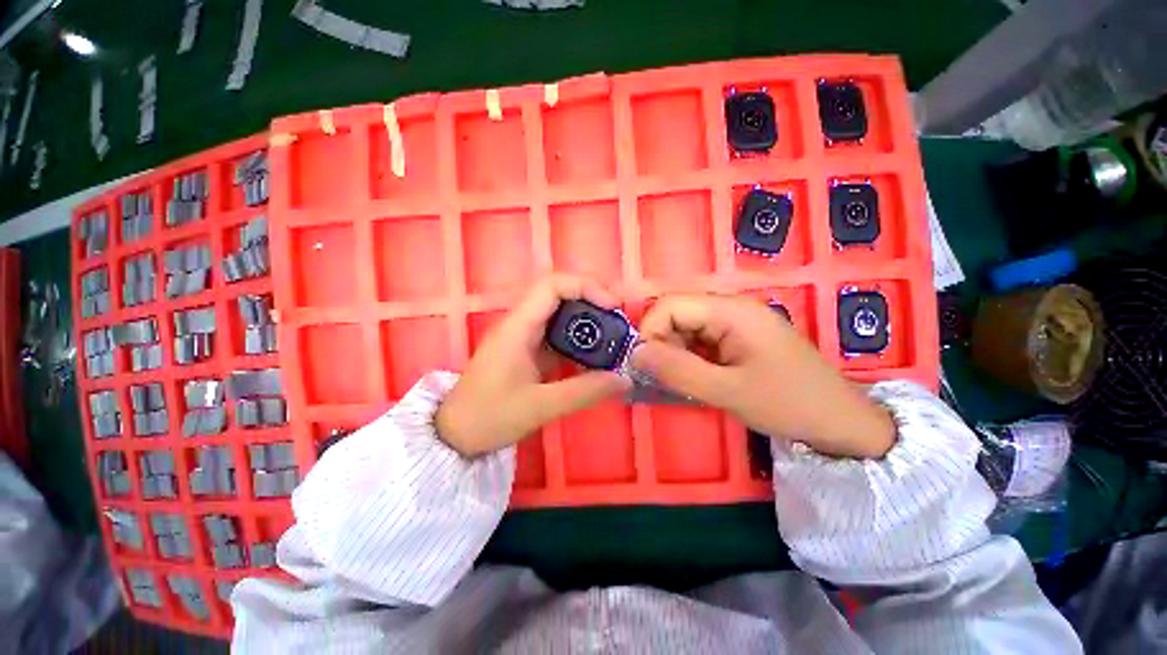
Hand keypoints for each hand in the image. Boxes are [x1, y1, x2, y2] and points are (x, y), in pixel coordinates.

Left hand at [436, 275, 630, 456]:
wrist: (455, 434)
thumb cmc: (490, 416)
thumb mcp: (541, 406)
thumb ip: (585, 391)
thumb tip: (624, 380)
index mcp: (518, 327)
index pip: (552, 285)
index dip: (585, 287)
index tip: (612, 306)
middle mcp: (521, 323)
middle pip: (559, 294)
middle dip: (592, 300)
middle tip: (619, 319)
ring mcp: (523, 336)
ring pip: (559, 314)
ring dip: (587, 320)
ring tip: (613, 335)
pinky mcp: (527, 350)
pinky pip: (557, 334)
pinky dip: (578, 339)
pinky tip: (594, 354)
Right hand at [631, 294, 894, 458]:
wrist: (840, 420)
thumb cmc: (788, 403)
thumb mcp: (728, 391)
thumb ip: (678, 370)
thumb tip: (635, 353)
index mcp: (730, 310)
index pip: (669, 305)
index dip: (650, 331)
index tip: (646, 365)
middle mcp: (730, 307)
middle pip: (676, 313)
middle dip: (661, 343)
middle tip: (665, 377)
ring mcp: (736, 320)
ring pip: (685, 326)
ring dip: (675, 351)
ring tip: (683, 380)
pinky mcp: (738, 336)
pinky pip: (700, 338)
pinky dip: (689, 356)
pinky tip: (698, 376)